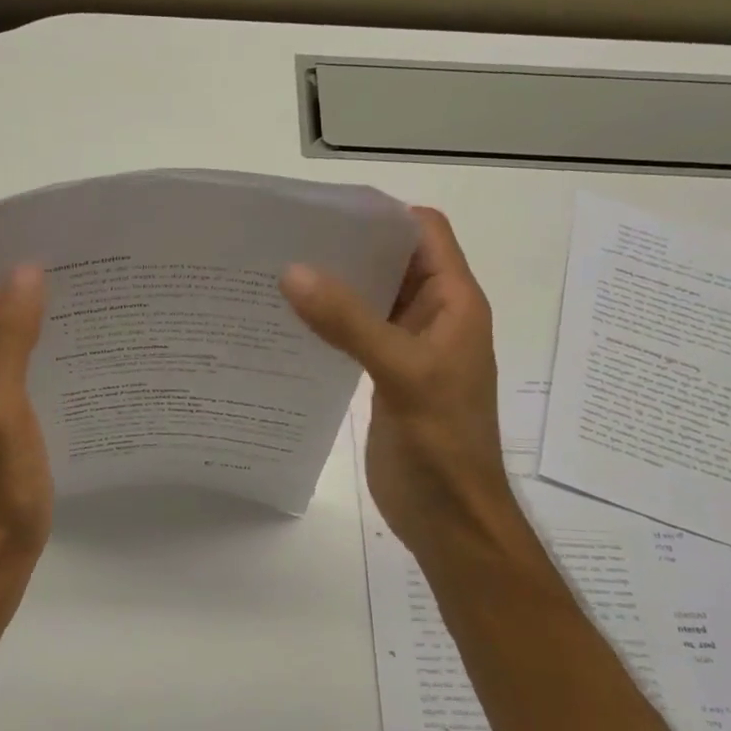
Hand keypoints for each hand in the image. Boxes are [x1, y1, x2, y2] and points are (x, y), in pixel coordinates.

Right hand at [280, 207, 516, 557]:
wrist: (450, 519)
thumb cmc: (442, 445)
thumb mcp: (402, 373)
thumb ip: (349, 322)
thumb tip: (292, 272)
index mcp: (453, 303)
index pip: (424, 233)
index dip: (382, 215)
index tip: (323, 211)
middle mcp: (433, 317)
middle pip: (391, 262)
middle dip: (346, 247)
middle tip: (284, 239)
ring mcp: (407, 348)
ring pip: (369, 299)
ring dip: (333, 287)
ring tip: (277, 275)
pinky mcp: (385, 376)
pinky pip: (355, 335)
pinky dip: (328, 324)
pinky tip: (289, 324)